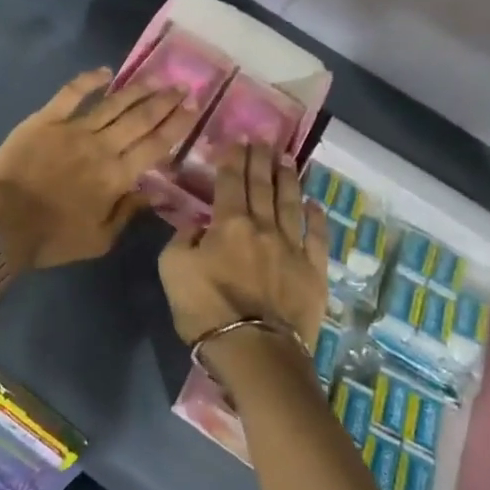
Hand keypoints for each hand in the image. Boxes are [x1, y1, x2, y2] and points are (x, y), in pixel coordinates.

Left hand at [0, 68, 189, 271]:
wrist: (2, 223)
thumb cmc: (52, 238)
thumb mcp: (100, 240)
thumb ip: (129, 212)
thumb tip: (155, 192)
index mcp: (118, 176)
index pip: (156, 145)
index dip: (177, 125)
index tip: (193, 108)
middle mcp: (102, 146)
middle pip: (141, 119)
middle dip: (165, 101)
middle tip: (183, 86)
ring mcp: (74, 129)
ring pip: (114, 103)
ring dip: (138, 89)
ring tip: (157, 78)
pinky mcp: (46, 119)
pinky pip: (72, 93)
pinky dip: (89, 79)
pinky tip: (106, 71)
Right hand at [159, 143, 327, 349]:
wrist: (254, 349)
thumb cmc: (205, 309)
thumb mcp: (172, 270)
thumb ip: (183, 239)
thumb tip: (199, 225)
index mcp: (228, 224)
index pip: (230, 183)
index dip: (233, 159)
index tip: (237, 140)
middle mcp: (263, 227)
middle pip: (262, 186)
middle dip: (260, 160)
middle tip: (263, 140)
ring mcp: (292, 248)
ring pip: (291, 204)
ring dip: (288, 179)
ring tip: (288, 159)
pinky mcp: (313, 271)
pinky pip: (317, 237)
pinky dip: (317, 218)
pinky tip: (315, 203)